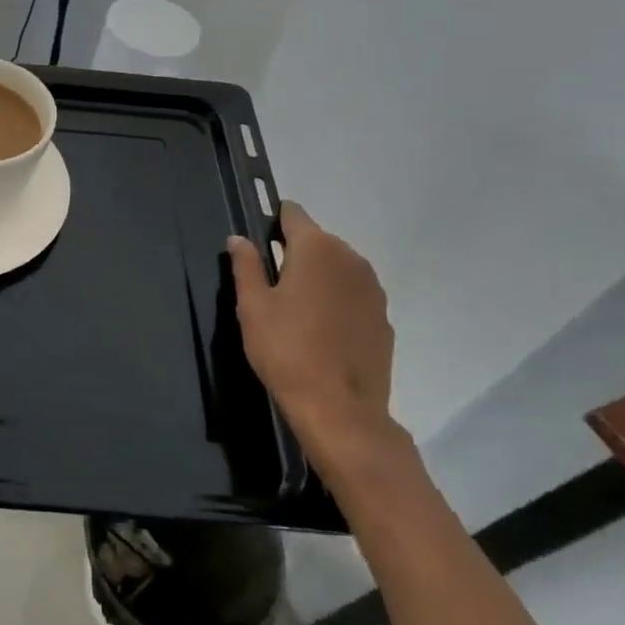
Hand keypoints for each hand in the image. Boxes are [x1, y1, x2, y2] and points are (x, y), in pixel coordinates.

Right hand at [228, 204, 400, 483]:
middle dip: (294, 253)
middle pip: (317, 240)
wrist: (340, 410)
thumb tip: (239, 239)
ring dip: (318, 278)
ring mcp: (373, 289)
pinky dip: (337, 302)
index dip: (272, 223)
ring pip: (337, 268)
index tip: (258, 244)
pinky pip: (354, 295)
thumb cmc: (286, 350)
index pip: (293, 213)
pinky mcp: (384, 317)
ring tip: (296, 311)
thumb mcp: (252, 306)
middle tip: (271, 285)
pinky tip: (321, 332)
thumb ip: (245, 265)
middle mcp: (351, 258)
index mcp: (316, 248)